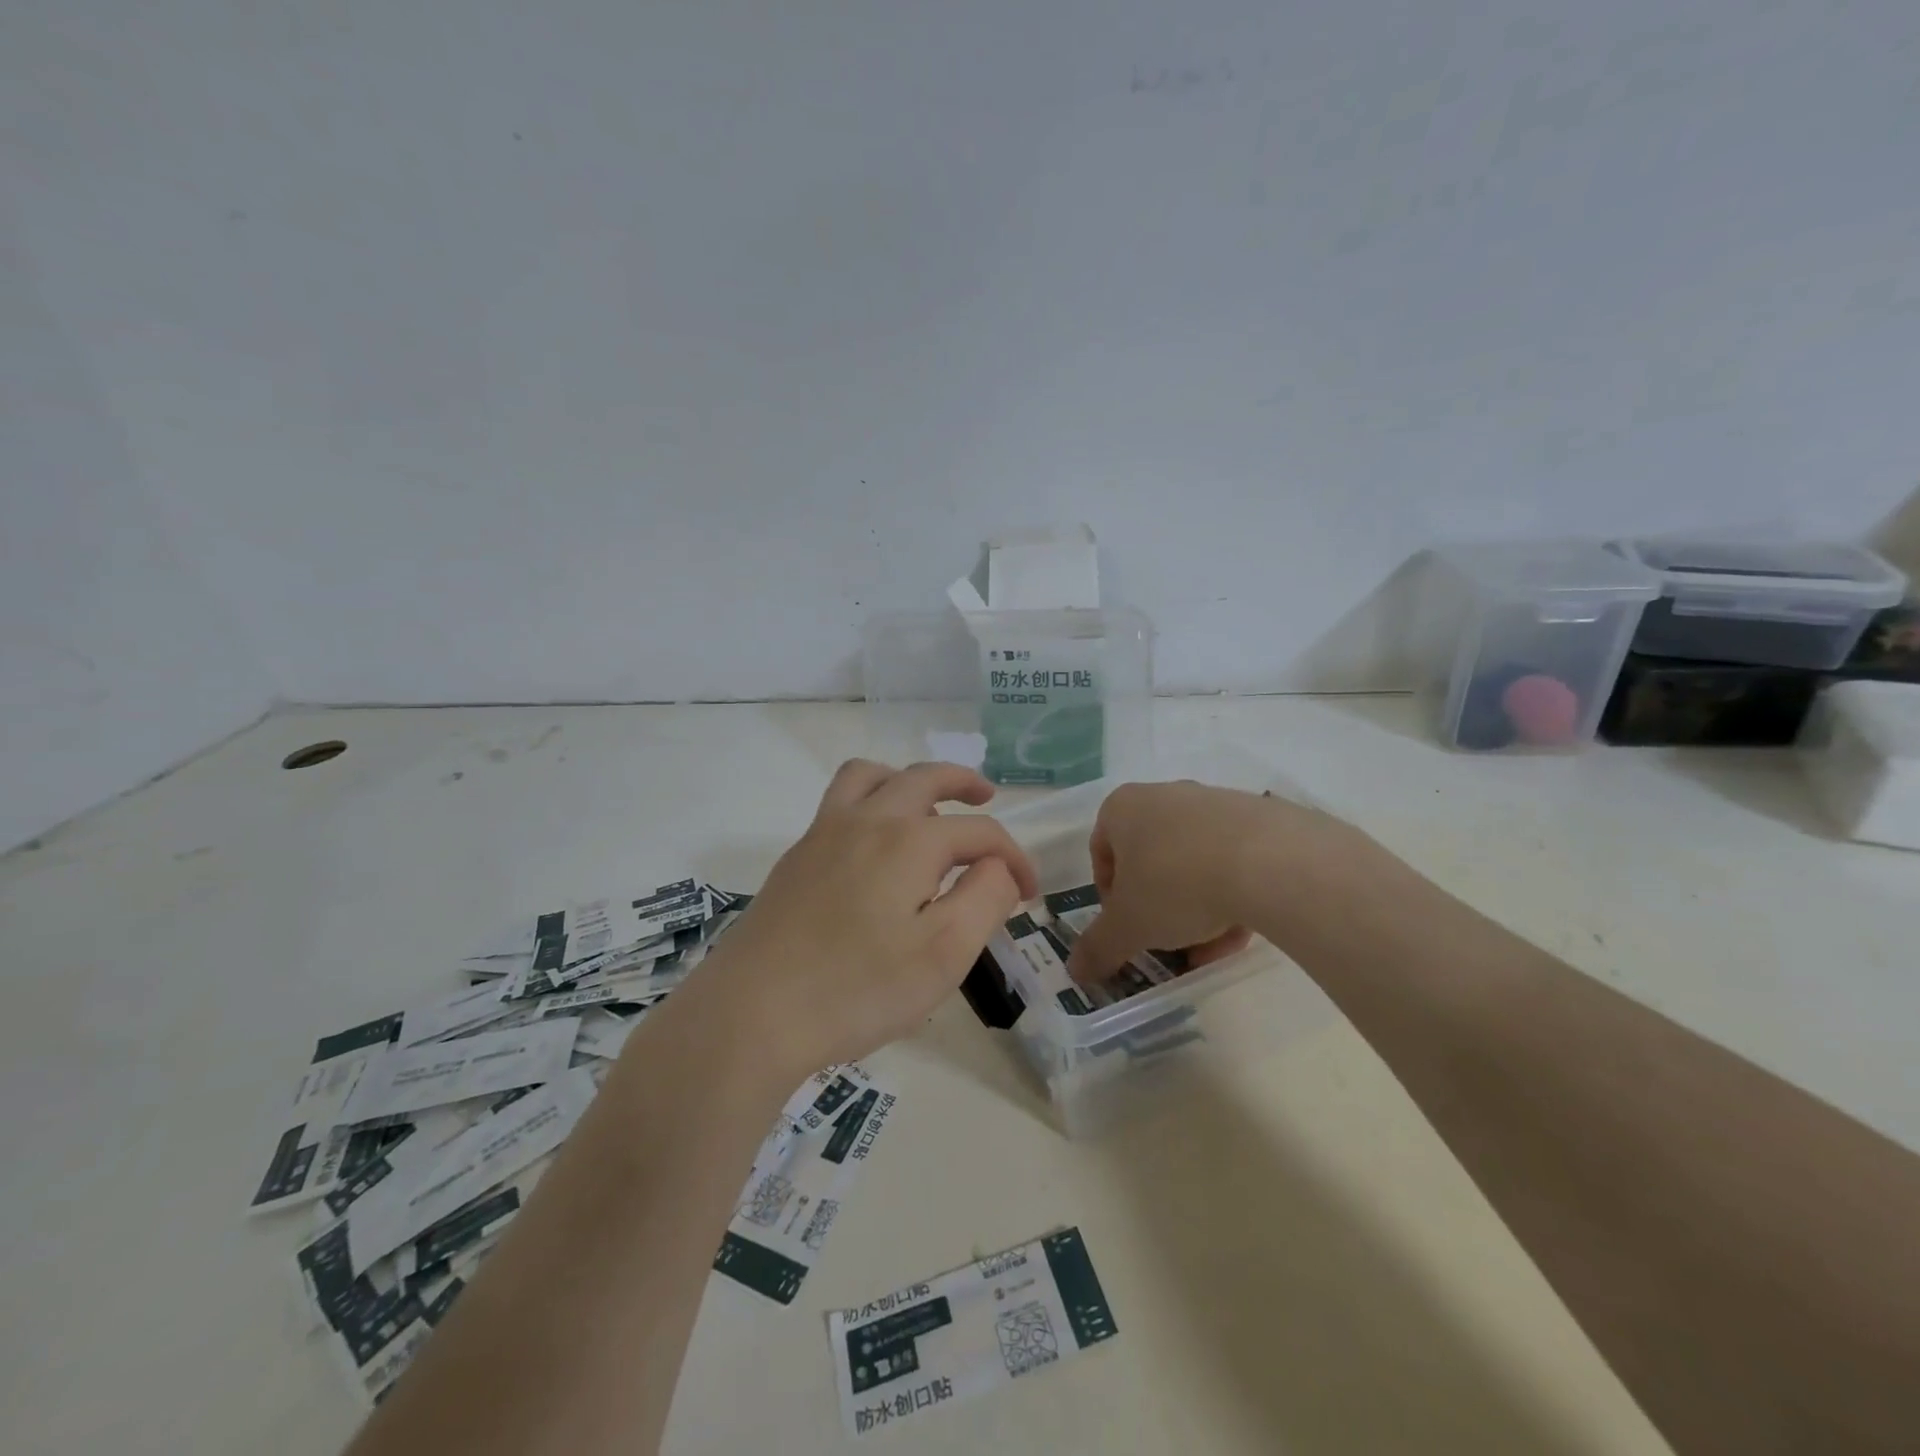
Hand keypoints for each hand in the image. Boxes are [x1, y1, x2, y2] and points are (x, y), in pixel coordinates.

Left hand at [699, 760, 1038, 1079]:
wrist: (752, 1012)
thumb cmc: (858, 988)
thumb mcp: (945, 952)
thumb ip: (986, 898)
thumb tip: (999, 866)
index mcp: (910, 840)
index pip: (980, 831)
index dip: (1014, 857)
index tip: (1030, 894)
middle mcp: (867, 820)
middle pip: (923, 778)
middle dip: (963, 783)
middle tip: (987, 795)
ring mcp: (823, 834)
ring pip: (870, 777)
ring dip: (906, 779)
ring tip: (925, 804)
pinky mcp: (796, 858)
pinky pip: (839, 803)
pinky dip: (870, 803)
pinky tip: (874, 847)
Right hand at [1064, 780, 1356, 982]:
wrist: (1270, 860)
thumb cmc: (1176, 883)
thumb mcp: (1129, 925)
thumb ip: (1099, 947)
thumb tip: (1075, 971)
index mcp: (1124, 808)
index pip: (1102, 851)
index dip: (1109, 896)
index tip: (1126, 926)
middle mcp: (1165, 796)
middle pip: (1151, 860)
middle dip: (1156, 908)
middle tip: (1166, 942)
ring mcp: (1214, 804)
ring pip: (1193, 864)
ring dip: (1195, 909)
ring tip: (1208, 949)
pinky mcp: (1259, 818)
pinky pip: (1233, 861)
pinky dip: (1231, 896)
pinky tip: (1241, 932)